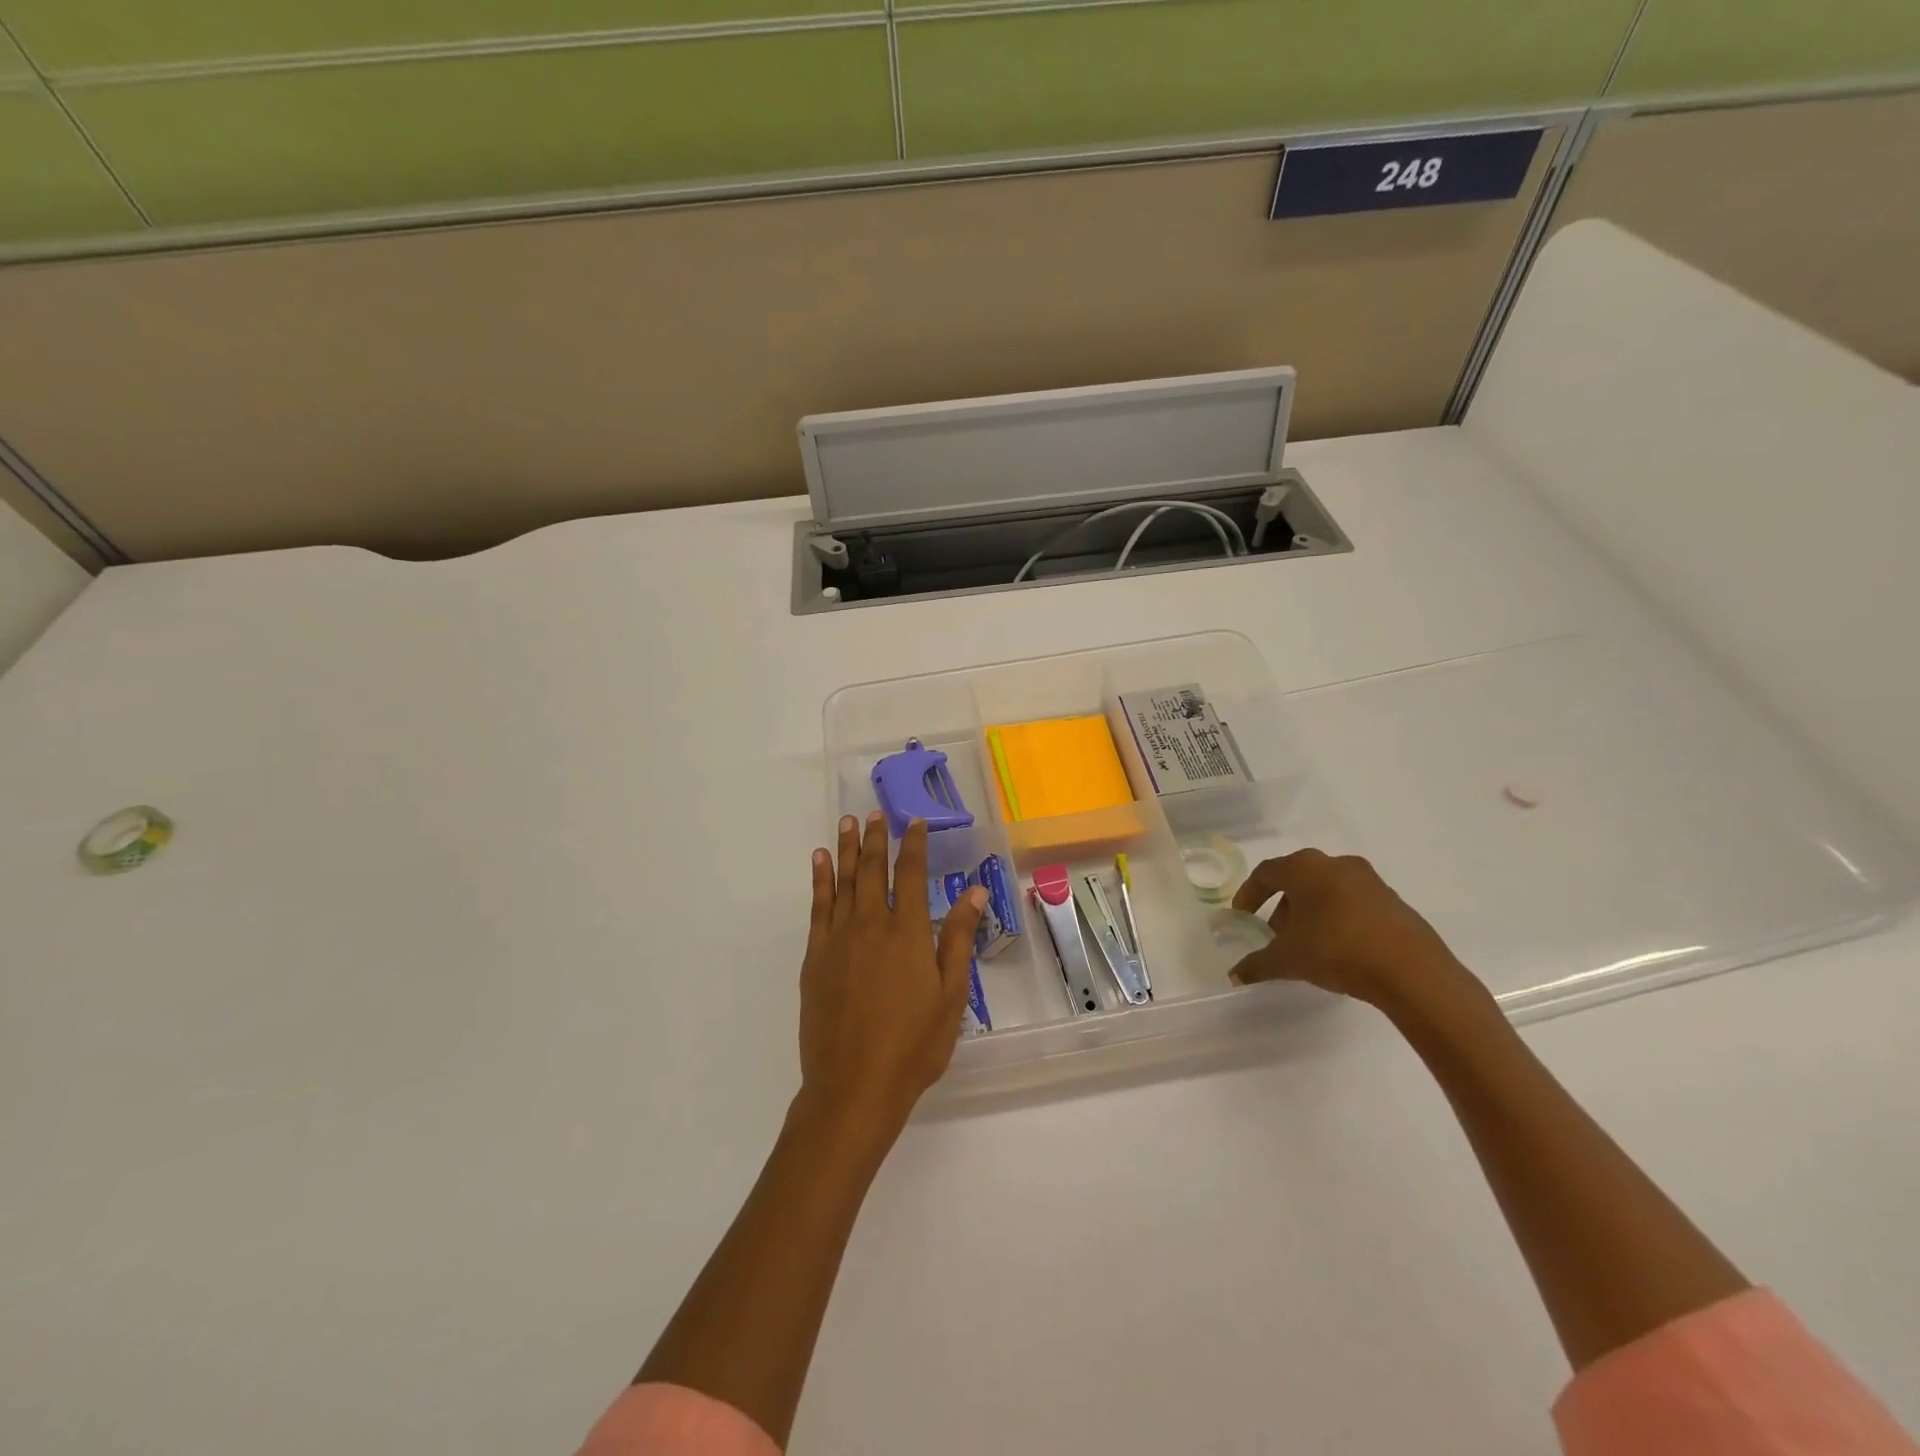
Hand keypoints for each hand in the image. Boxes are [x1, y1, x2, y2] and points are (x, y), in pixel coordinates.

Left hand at [796, 813, 986, 1140]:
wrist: (854, 1087)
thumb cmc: (913, 1045)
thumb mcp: (950, 995)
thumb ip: (958, 939)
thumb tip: (974, 892)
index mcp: (907, 932)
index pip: (910, 874)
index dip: (913, 844)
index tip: (915, 822)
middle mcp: (870, 925)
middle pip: (872, 870)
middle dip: (876, 838)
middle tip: (875, 813)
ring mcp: (838, 940)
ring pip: (842, 881)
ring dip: (846, 849)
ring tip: (847, 823)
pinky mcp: (815, 957)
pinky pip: (817, 907)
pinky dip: (819, 880)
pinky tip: (819, 863)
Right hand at [1227, 848, 1484, 1014]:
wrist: (1412, 971)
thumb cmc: (1337, 950)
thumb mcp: (1288, 959)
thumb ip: (1257, 964)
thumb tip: (1235, 975)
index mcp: (1305, 868)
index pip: (1266, 873)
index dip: (1249, 894)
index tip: (1242, 916)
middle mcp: (1336, 864)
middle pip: (1297, 880)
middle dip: (1281, 906)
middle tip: (1274, 935)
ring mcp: (1369, 880)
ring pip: (1326, 890)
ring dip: (1310, 912)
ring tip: (1306, 945)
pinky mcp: (1393, 901)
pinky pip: (1352, 903)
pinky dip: (1337, 919)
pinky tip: (1338, 948)